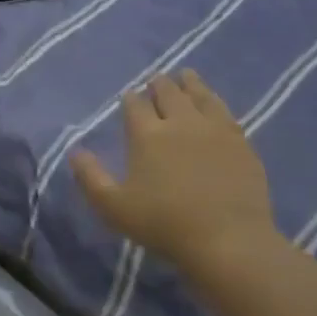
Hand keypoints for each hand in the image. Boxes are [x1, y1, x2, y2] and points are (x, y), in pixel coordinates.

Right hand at [71, 70, 283, 280]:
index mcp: (147, 135)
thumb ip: (90, 177)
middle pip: (168, 94)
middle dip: (159, 84)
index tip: (128, 95)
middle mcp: (180, 123)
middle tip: (156, 79)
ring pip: (200, 96)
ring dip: (190, 83)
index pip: (135, 106)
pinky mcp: (241, 143)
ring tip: (186, 75)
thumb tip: (75, 151)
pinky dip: (215, 102)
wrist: (228, 240)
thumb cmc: (163, 224)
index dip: (130, 98)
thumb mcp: (113, 206)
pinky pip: (225, 112)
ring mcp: (215, 130)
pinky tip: (215, 104)